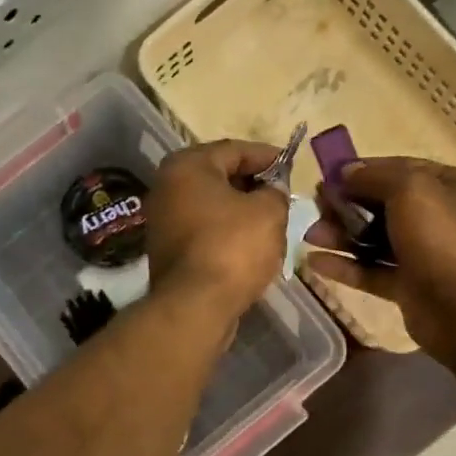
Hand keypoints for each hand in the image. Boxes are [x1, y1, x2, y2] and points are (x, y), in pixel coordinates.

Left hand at [146, 141, 288, 318]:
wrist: (195, 306)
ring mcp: (163, 220)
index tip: (292, 166)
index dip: (268, 156)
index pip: (235, 149)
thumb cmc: (232, 248)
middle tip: (283, 195)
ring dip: (241, 210)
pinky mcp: (168, 249)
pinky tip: (250, 245)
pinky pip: (204, 230)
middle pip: (219, 176)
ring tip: (272, 220)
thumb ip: (275, 191)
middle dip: (253, 184)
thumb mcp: (269, 211)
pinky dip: (226, 232)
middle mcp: (167, 186)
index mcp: (187, 166)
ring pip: (212, 205)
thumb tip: (271, 190)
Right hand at [306, 156, 455, 363]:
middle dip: (347, 204)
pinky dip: (345, 266)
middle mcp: (439, 217)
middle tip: (315, 206)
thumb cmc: (440, 238)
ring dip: (341, 235)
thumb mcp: (410, 189)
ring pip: (374, 239)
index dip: (364, 170)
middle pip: (383, 204)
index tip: (329, 175)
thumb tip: (347, 172)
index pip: (401, 168)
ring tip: (309, 235)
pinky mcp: (408, 285)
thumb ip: (375, 176)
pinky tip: (314, 262)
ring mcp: (423, 253)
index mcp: (450, 186)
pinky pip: (371, 270)